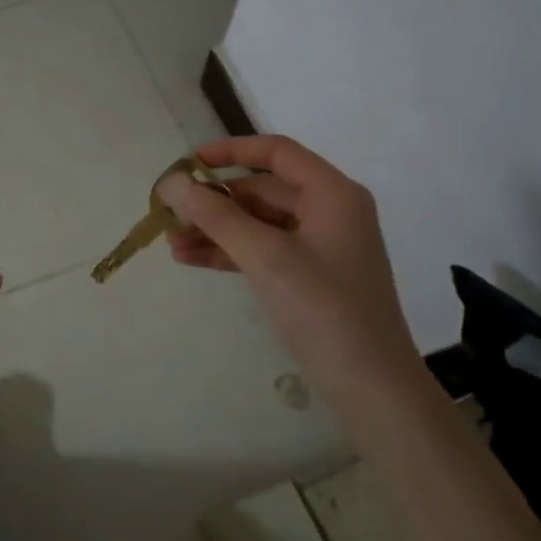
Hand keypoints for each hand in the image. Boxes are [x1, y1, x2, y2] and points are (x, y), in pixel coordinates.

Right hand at [157, 135, 418, 406]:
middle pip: (262, 190)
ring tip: (171, 242)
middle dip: (214, 201)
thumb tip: (172, 182)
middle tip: (169, 213)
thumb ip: (217, 217)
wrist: (371, 388)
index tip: (186, 163)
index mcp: (332, 194)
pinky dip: (230, 252)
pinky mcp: (309, 277)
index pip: (276, 152)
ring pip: (258, 223)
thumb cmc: (324, 310)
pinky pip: (263, 251)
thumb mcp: (267, 257)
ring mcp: (320, 247)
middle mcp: (329, 211)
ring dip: (216, 230)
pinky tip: (192, 259)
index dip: (229, 152)